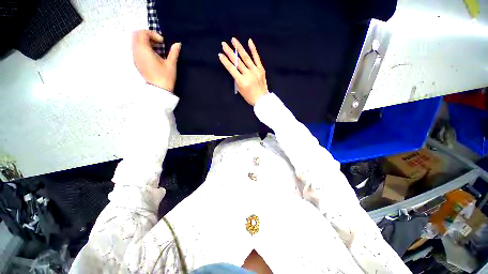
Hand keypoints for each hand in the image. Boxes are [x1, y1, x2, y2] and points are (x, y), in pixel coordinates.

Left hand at [132, 30, 181, 91]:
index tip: (162, 42)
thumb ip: (174, 52)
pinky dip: (143, 48)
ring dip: (145, 42)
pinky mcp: (136, 62)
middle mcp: (136, 52)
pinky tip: (153, 55)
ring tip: (157, 49)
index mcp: (144, 50)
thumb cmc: (165, 77)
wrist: (159, 90)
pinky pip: (136, 49)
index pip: (142, 33)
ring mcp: (135, 57)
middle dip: (147, 36)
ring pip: (135, 42)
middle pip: (136, 35)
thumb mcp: (171, 64)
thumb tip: (178, 43)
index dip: (153, 34)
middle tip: (158, 42)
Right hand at [219, 37, 268, 104]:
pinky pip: (257, 58)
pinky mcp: (261, 69)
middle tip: (224, 44)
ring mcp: (255, 71)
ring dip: (239, 48)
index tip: (220, 55)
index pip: (232, 69)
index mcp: (242, 81)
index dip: (225, 62)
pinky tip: (249, 41)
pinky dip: (253, 49)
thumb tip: (235, 69)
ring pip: (246, 57)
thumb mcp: (240, 90)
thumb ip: (237, 79)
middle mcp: (248, 74)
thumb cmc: (250, 97)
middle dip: (229, 52)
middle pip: (237, 61)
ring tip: (233, 40)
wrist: (262, 99)